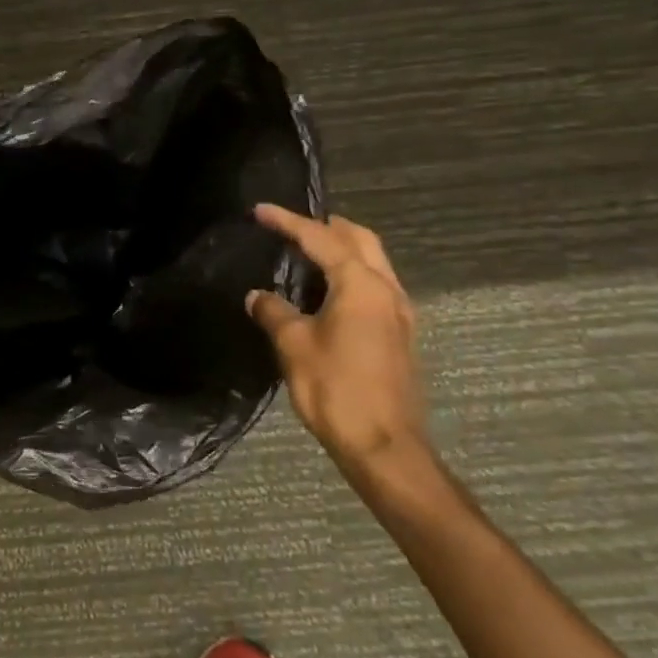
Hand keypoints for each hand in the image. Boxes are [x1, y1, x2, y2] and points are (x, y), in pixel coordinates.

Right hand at [245, 205, 425, 478]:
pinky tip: (327, 293)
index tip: (260, 211)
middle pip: (360, 240)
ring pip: (373, 262)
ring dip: (342, 250)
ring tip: (306, 254)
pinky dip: (351, 274)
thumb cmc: (335, 389)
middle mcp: (387, 290)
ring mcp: (400, 313)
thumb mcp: (294, 346)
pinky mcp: (400, 335)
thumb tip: (257, 296)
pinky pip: (375, 286)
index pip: (320, 239)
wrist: (384, 446)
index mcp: (361, 285)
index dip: (288, 222)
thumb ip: (273, 312)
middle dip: (326, 227)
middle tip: (292, 227)